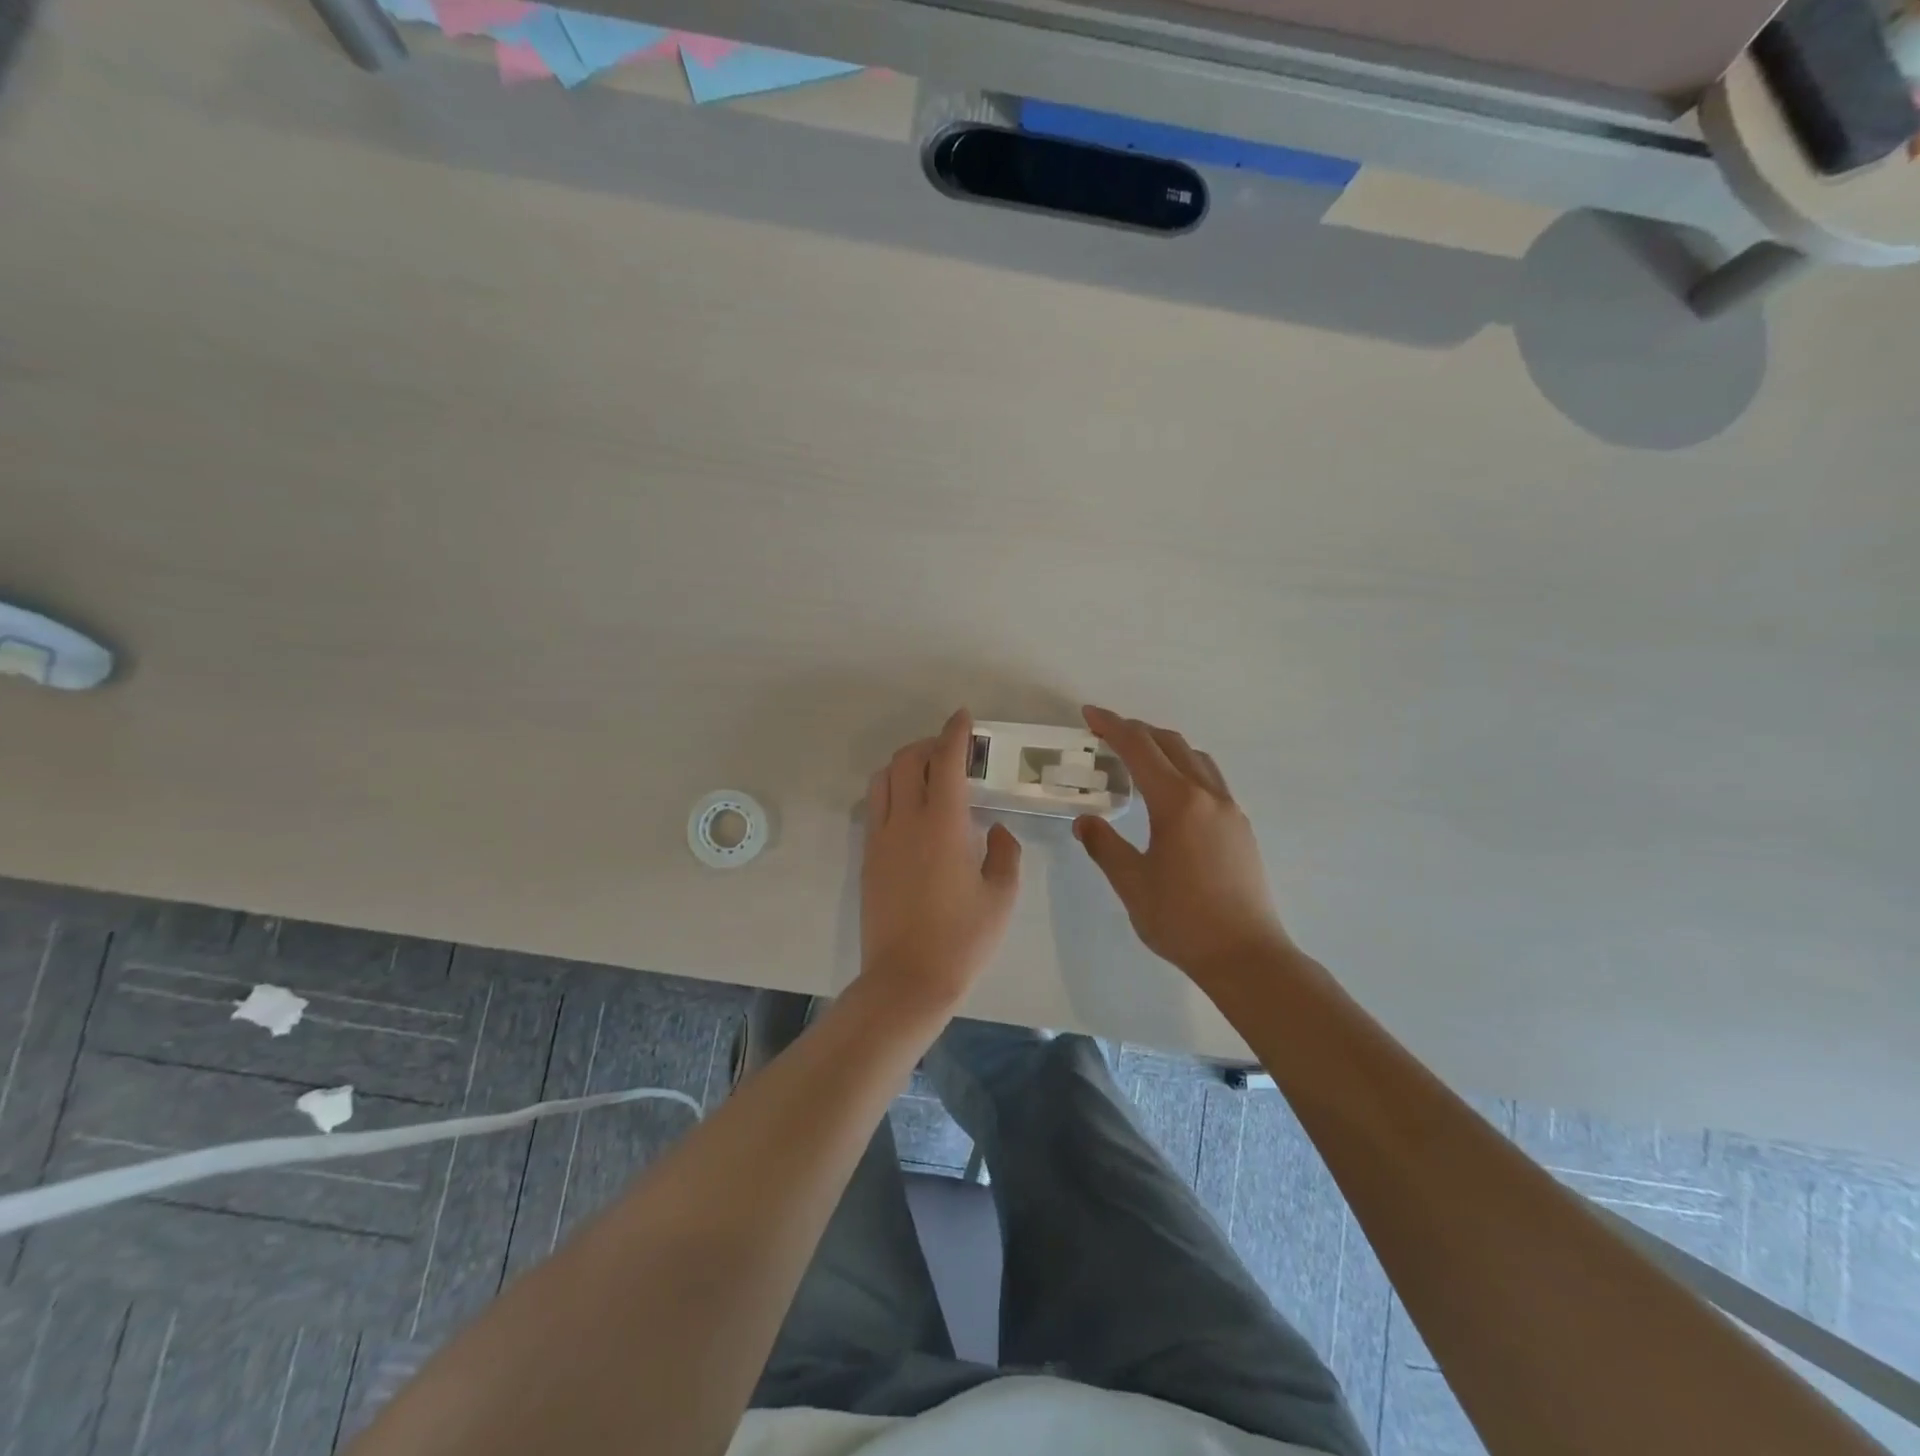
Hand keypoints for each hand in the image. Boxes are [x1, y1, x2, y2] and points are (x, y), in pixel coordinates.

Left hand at [860, 709, 1022, 1014]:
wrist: (907, 979)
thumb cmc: (963, 939)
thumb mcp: (1001, 895)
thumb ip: (1004, 852)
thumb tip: (995, 830)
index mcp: (943, 824)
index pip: (945, 761)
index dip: (955, 733)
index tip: (963, 717)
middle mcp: (906, 821)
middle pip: (907, 761)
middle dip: (929, 744)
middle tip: (952, 752)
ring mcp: (881, 838)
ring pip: (883, 780)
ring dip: (904, 765)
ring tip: (928, 776)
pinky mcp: (868, 858)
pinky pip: (875, 807)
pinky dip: (891, 791)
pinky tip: (911, 810)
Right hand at [1075, 706, 1293, 989]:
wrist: (1246, 955)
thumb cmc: (1182, 920)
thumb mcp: (1131, 883)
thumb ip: (1104, 846)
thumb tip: (1085, 821)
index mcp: (1177, 803)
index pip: (1139, 749)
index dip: (1112, 727)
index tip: (1089, 714)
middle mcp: (1208, 796)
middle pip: (1171, 744)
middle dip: (1137, 731)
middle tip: (1107, 732)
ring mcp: (1230, 811)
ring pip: (1196, 759)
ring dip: (1165, 747)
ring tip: (1139, 757)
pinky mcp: (1241, 828)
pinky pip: (1210, 779)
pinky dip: (1185, 767)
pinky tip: (1172, 793)